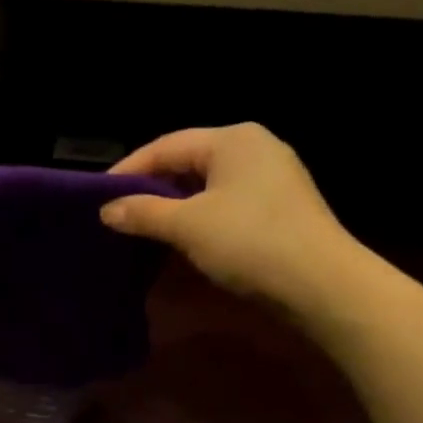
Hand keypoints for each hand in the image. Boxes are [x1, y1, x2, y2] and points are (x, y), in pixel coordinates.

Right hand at [100, 124, 354, 307]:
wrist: (322, 284)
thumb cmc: (250, 242)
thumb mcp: (189, 226)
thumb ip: (144, 213)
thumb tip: (107, 210)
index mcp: (233, 138)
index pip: (167, 145)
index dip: (130, 169)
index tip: (100, 195)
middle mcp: (256, 147)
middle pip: (190, 162)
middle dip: (154, 187)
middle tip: (121, 212)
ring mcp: (274, 178)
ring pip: (210, 186)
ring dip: (177, 206)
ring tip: (147, 228)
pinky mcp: (283, 208)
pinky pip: (229, 204)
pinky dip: (203, 218)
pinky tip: (187, 240)